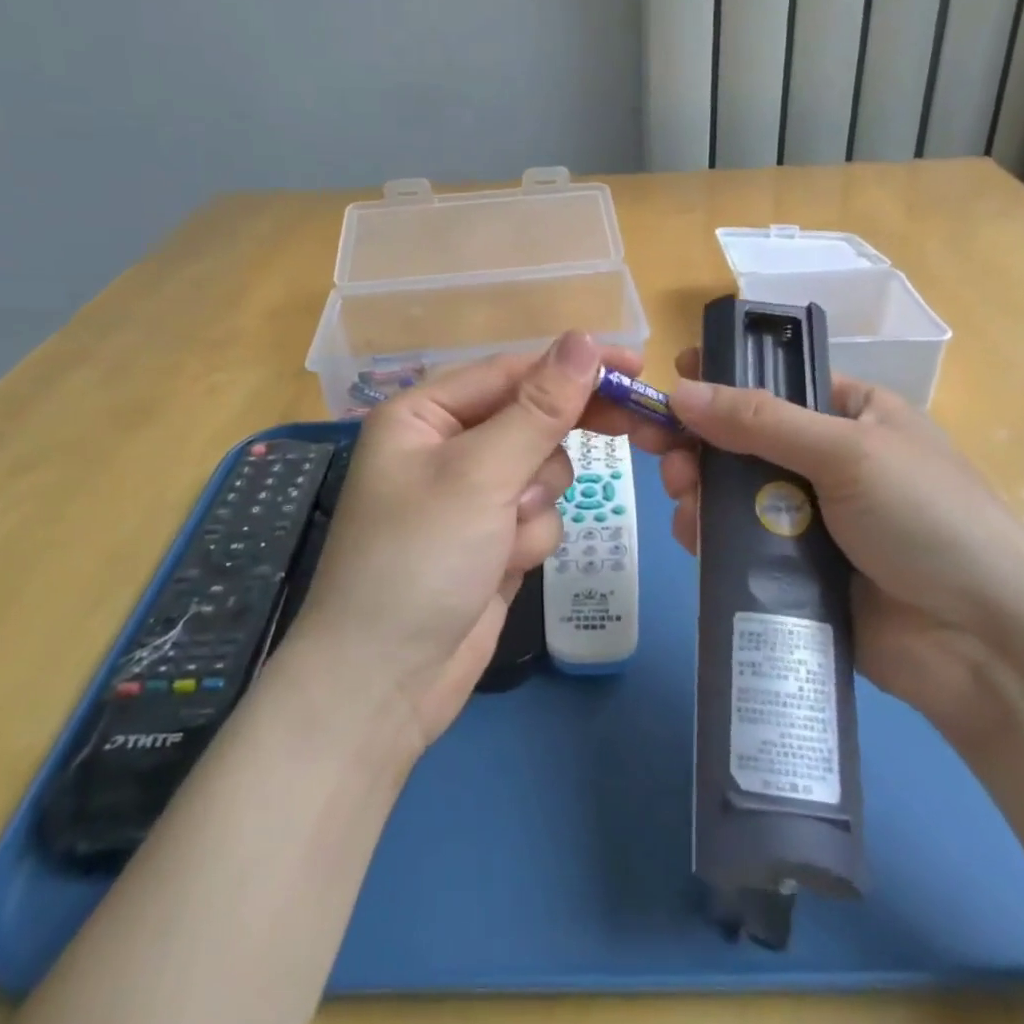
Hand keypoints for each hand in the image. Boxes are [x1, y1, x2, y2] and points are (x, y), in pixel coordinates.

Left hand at [293, 333, 667, 753]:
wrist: (386, 685)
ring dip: (537, 502)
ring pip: (544, 469)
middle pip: (532, 418)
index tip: (636, 365)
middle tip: (637, 426)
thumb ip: (539, 408)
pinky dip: (531, 538)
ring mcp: (471, 496)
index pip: (513, 372)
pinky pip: (539, 515)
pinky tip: (502, 567)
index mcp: (424, 414)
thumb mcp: (480, 475)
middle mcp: (446, 446)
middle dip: (561, 438)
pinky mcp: (491, 538)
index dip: (574, 367)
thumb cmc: (419, 561)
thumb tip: (584, 339)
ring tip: (504, 537)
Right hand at [660, 350, 1023, 745]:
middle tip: (662, 452)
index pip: (773, 382)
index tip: (670, 385)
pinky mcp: (792, 569)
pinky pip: (736, 541)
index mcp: (851, 415)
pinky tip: (693, 536)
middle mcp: (825, 460)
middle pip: (741, 438)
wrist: (983, 644)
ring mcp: (808, 517)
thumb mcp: (848, 452)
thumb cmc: (928, 520)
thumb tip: (679, 391)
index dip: (720, 379)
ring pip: (730, 490)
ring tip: (683, 499)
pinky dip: (708, 534)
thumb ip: (760, 421)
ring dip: (697, 488)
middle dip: (698, 441)